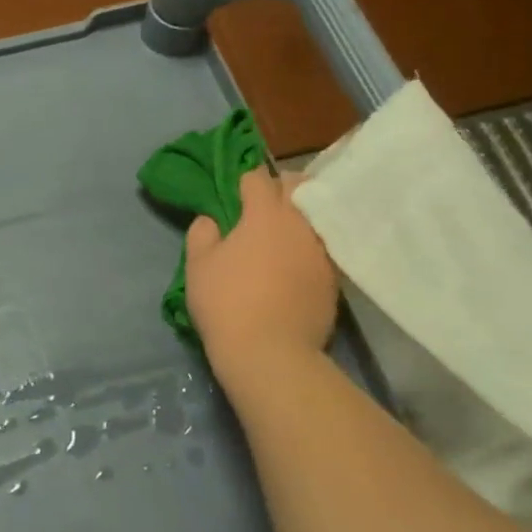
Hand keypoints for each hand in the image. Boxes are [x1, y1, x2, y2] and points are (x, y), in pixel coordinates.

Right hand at [185, 169, 338, 383]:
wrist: (271, 354)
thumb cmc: (227, 302)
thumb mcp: (198, 265)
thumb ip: (202, 233)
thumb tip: (211, 220)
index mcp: (265, 212)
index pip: (258, 177)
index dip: (244, 181)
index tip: (235, 194)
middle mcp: (299, 223)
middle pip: (296, 186)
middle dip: (280, 187)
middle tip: (262, 205)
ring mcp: (321, 250)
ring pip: (313, 216)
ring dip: (298, 216)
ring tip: (282, 233)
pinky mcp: (334, 278)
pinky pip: (322, 246)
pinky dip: (309, 245)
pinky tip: (296, 262)